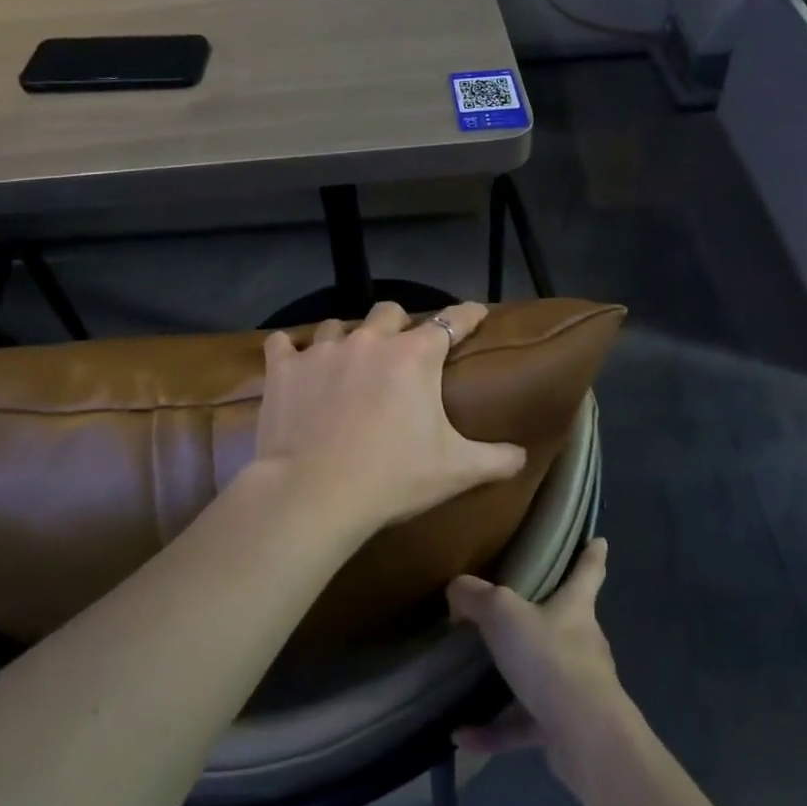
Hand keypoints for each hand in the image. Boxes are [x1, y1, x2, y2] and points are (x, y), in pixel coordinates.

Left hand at [251, 301, 526, 540]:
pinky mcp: (284, 369)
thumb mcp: (456, 471)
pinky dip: (290, 351)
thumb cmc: (392, 477)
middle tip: (400, 349)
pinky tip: (292, 361)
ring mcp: (323, 351)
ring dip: (347, 338)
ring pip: (337, 325)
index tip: (475, 311)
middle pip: (389, 311)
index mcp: (415, 356)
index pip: (451, 321)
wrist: (314, 494)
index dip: (467, 315)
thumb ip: (496, 459)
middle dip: (398, 324)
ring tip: (347, 361)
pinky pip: (283, 344)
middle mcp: (371, 341)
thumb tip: (522, 456)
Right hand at [446, 538, 633, 794]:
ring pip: (542, 676)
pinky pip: (522, 724)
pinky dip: (494, 729)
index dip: (592, 554)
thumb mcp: (503, 614)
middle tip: (515, 612)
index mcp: (575, 608)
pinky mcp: (564, 728)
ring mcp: (576, 688)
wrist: (584, 735)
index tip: (599, 541)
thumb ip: (475, 596)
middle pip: (567, 622)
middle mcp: (581, 643)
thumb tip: (457, 590)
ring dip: (511, 679)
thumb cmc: (550, 658)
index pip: (588, 572)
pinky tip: (460, 733)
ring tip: (472, 679)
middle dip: (547, 616)